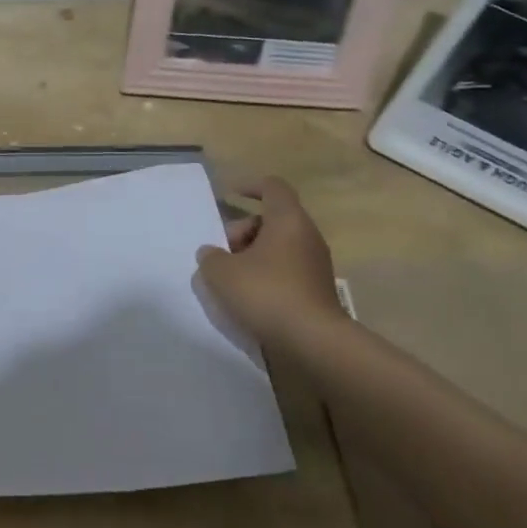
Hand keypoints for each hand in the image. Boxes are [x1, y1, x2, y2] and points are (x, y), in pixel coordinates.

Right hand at [195, 177, 344, 348]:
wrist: (313, 341)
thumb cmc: (266, 293)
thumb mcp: (221, 273)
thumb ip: (210, 257)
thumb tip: (212, 253)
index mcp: (288, 221)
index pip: (272, 187)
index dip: (249, 186)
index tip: (227, 195)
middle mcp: (306, 236)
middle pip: (270, 219)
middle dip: (241, 230)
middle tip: (222, 253)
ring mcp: (315, 264)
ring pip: (277, 246)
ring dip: (251, 255)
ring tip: (230, 278)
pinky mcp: (316, 289)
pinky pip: (285, 268)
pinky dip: (265, 274)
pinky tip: (248, 296)